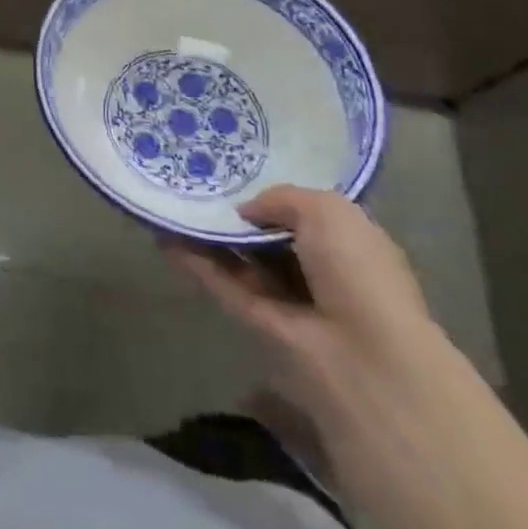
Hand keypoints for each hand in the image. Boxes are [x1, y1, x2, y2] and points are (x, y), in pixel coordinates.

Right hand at [162, 184, 443, 418]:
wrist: (362, 360)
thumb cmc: (357, 274)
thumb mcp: (328, 211)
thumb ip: (281, 199)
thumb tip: (246, 212)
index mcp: (348, 244)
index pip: (306, 214)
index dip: (275, 196)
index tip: (237, 169)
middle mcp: (317, 271)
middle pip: (269, 236)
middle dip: (239, 213)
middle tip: (198, 179)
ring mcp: (285, 299)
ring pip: (240, 259)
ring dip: (210, 234)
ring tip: (174, 200)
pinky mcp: (255, 322)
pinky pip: (221, 282)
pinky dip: (193, 260)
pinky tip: (165, 236)